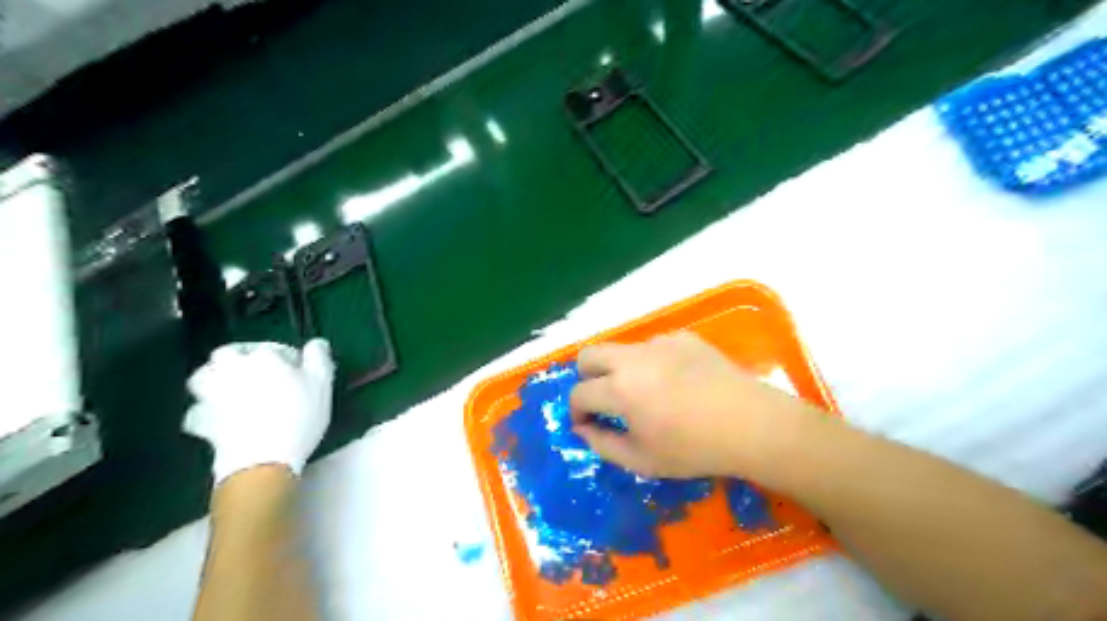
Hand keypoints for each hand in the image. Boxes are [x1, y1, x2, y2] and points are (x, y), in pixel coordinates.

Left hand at [184, 341, 335, 485]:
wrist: (262, 459)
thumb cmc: (298, 416)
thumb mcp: (322, 382)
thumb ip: (319, 357)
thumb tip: (316, 344)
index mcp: (263, 356)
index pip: (275, 349)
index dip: (288, 359)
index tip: (300, 374)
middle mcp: (232, 369)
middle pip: (229, 354)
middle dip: (241, 360)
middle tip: (259, 375)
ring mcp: (211, 395)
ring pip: (204, 377)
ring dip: (215, 379)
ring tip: (232, 389)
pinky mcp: (201, 421)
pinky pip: (198, 411)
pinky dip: (205, 412)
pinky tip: (218, 418)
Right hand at [570, 335, 818, 479]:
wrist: (751, 424)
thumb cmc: (694, 449)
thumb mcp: (642, 461)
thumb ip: (602, 445)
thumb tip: (582, 429)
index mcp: (619, 389)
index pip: (579, 393)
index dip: (577, 412)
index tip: (587, 425)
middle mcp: (633, 358)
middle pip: (589, 355)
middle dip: (586, 378)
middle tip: (603, 401)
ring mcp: (659, 343)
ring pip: (621, 350)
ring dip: (620, 370)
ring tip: (647, 394)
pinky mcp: (683, 337)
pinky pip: (653, 346)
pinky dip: (651, 363)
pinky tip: (675, 383)